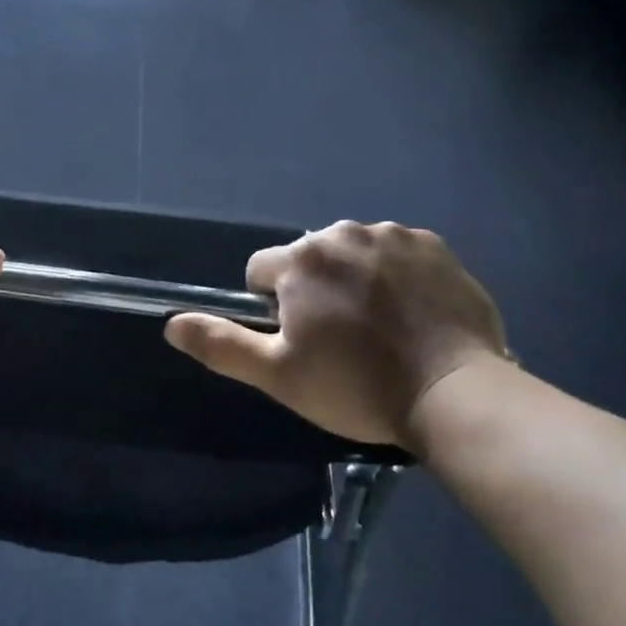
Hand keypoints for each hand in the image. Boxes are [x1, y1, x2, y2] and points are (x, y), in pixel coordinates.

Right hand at [164, 221, 507, 447]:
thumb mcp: (279, 375)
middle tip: (344, 340)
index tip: (301, 341)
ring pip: (355, 253)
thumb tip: (171, 324)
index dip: (273, 307)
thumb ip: (221, 344)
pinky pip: (400, 253)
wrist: (454, 392)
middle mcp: (343, 232)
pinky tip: (415, 315)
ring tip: (383, 329)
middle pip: (311, 258)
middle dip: (316, 289)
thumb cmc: (357, 387)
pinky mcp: (434, 245)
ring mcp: (393, 235)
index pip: (262, 270)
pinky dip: (398, 276)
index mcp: (301, 259)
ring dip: (358, 279)